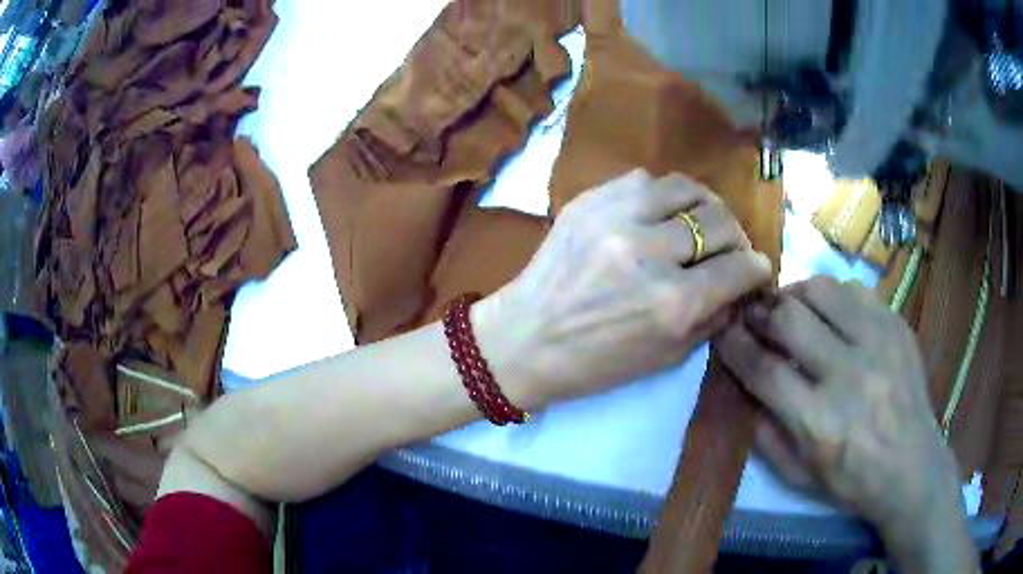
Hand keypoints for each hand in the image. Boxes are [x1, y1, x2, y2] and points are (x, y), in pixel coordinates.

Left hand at [476, 169, 771, 407]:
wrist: (523, 340)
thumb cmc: (596, 364)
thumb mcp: (666, 357)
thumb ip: (712, 316)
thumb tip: (741, 284)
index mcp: (673, 303)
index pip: (740, 267)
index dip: (757, 267)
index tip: (756, 268)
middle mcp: (650, 253)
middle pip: (720, 220)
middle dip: (735, 237)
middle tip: (729, 250)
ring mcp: (616, 219)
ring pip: (685, 188)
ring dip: (703, 206)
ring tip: (699, 222)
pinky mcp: (588, 201)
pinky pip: (643, 180)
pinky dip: (662, 196)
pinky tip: (659, 214)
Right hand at [716, 277, 977, 571]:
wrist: (911, 466)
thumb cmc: (851, 480)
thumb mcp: (797, 474)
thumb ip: (764, 432)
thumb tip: (742, 385)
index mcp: (818, 420)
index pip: (763, 368)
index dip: (735, 344)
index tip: (723, 330)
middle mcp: (848, 374)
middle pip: (789, 319)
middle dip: (761, 312)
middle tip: (754, 315)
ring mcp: (878, 343)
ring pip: (822, 291)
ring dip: (795, 295)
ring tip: (789, 308)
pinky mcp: (896, 326)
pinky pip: (854, 291)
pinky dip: (832, 297)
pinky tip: (829, 314)